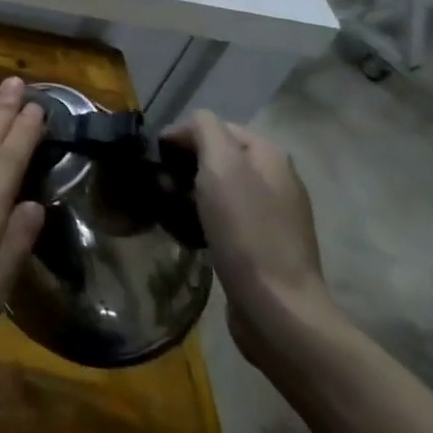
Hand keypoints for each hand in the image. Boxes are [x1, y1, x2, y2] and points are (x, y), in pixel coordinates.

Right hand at [164, 110, 342, 374]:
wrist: (276, 306)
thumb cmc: (245, 229)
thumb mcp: (221, 165)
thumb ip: (204, 130)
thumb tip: (186, 129)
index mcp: (269, 155)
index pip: (215, 125)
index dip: (182, 135)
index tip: (155, 157)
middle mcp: (276, 179)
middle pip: (219, 156)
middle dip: (185, 164)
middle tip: (159, 183)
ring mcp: (273, 215)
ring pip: (220, 187)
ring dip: (192, 192)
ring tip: (168, 207)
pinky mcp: (263, 245)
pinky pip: (226, 217)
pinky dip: (204, 217)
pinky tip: (189, 231)